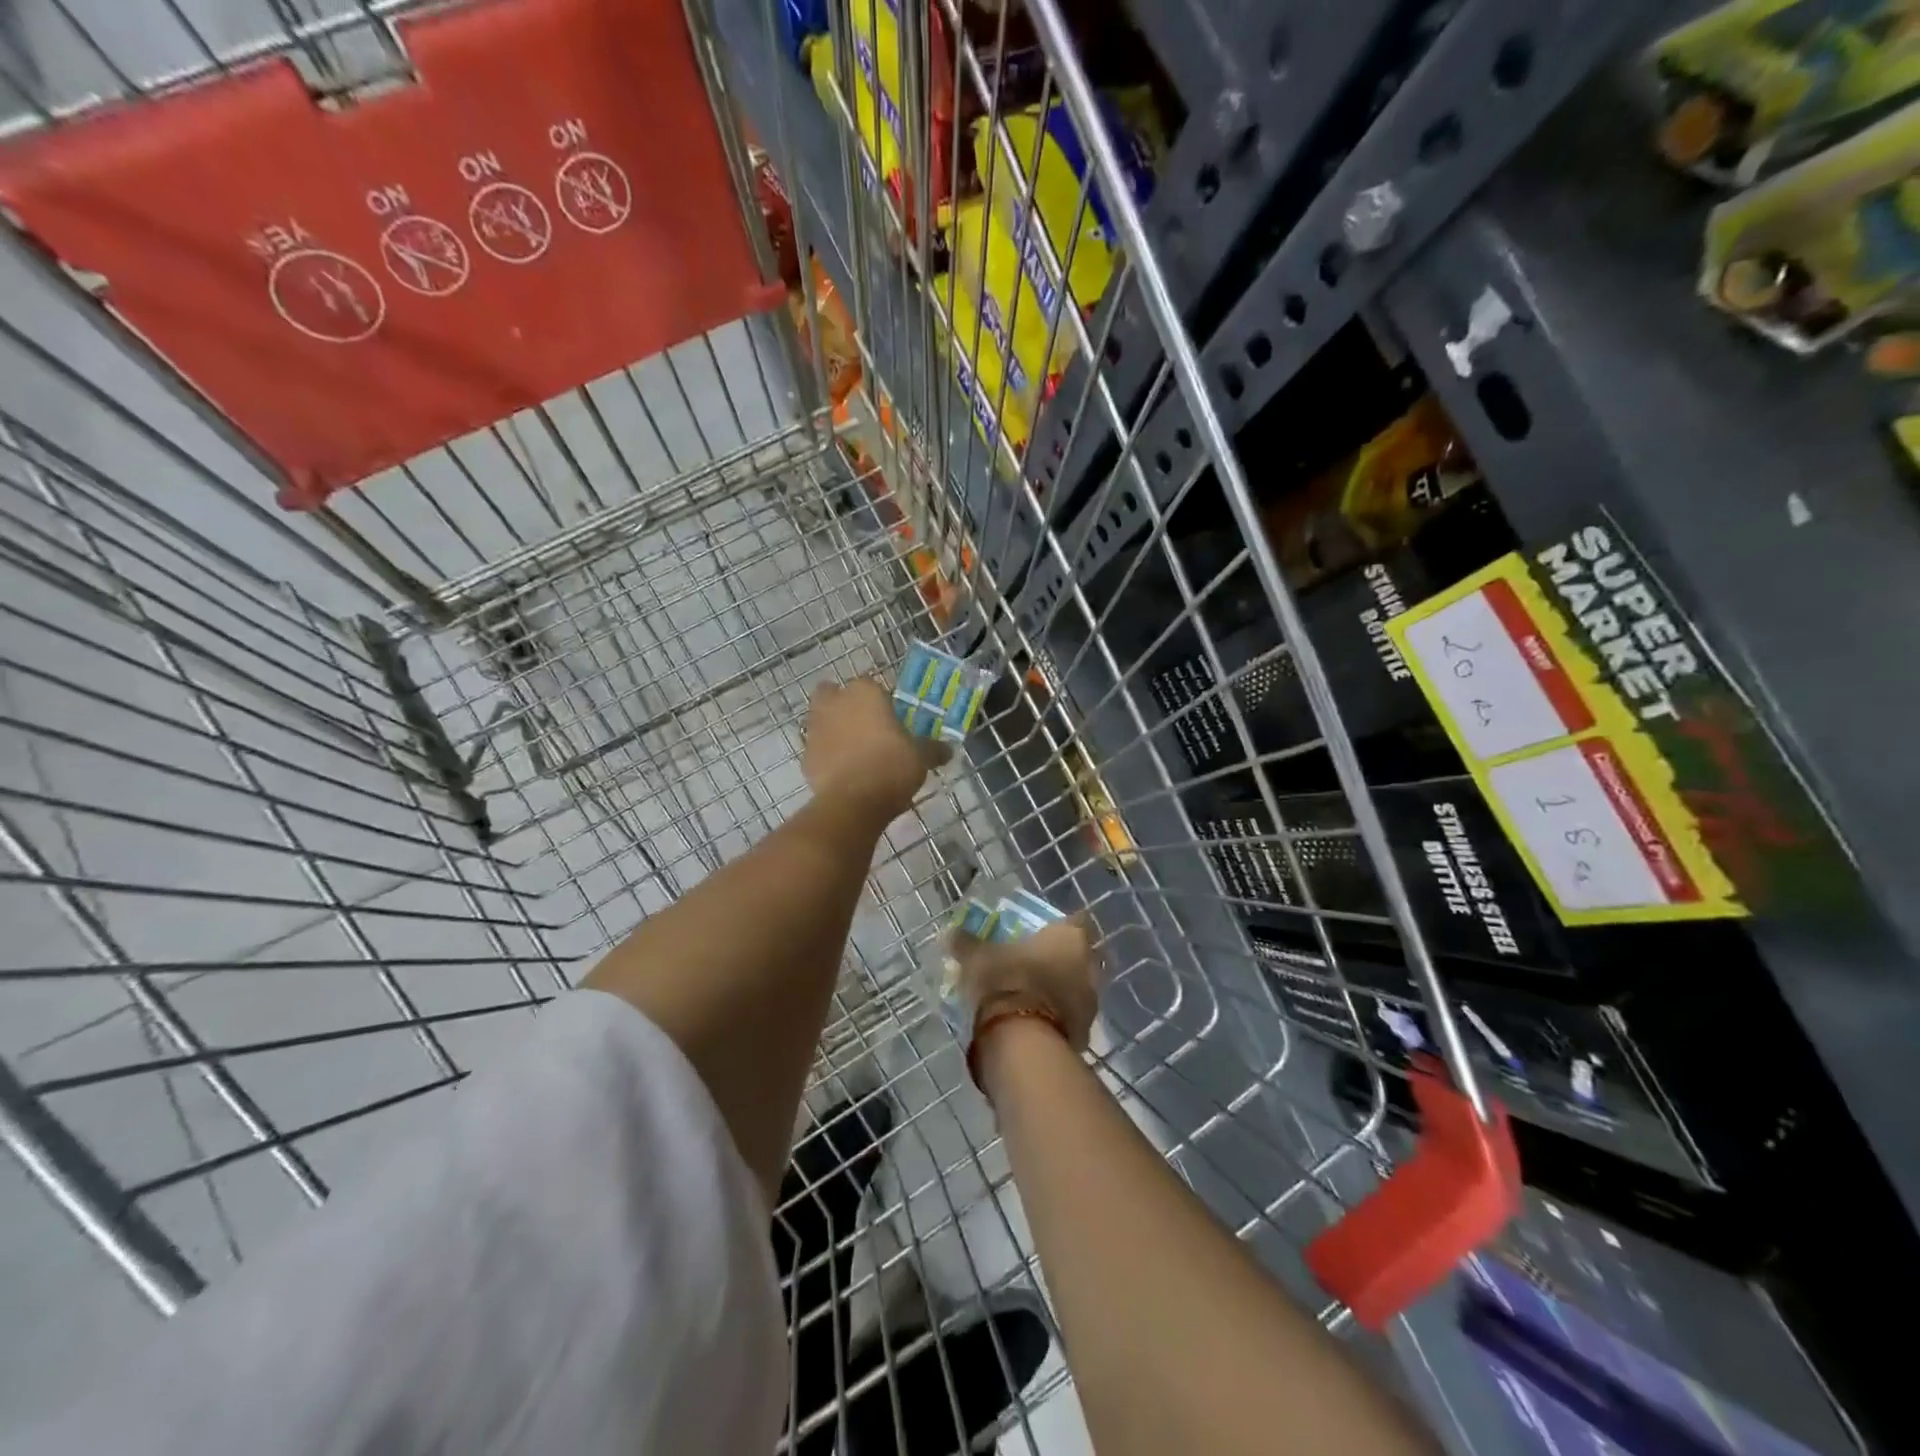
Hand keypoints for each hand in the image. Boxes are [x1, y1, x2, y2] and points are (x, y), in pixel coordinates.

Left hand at [804, 677, 948, 824]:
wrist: (853, 802)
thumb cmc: (891, 766)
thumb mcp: (921, 757)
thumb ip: (933, 749)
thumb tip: (947, 750)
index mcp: (865, 692)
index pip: (870, 685)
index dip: (879, 700)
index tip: (890, 718)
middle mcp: (835, 702)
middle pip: (834, 694)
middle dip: (844, 705)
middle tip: (865, 726)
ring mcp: (816, 728)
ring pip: (822, 720)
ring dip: (834, 730)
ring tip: (856, 752)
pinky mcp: (805, 756)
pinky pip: (818, 749)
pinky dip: (827, 756)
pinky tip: (844, 773)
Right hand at [951, 915, 1098, 1051]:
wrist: (1022, 1040)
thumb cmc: (1005, 982)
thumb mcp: (977, 957)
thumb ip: (967, 943)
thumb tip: (952, 933)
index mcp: (1070, 937)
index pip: (1075, 921)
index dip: (1059, 927)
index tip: (1040, 934)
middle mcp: (1089, 965)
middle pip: (1078, 956)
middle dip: (1060, 959)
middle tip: (1033, 963)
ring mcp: (1091, 1001)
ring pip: (1077, 988)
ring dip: (1060, 989)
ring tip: (1031, 995)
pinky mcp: (1085, 1033)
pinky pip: (1071, 1018)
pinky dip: (1057, 1018)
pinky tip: (1035, 1021)